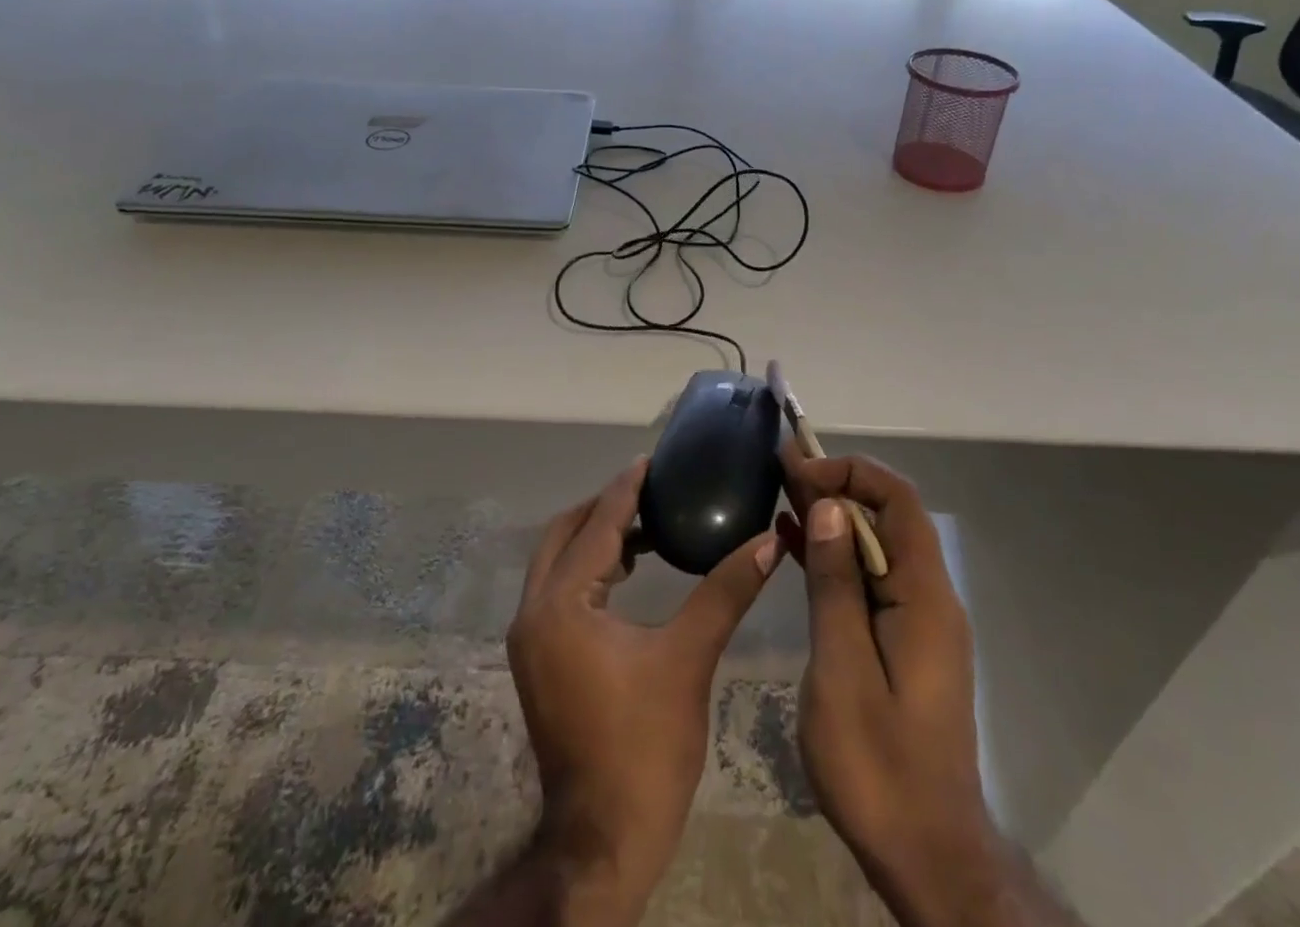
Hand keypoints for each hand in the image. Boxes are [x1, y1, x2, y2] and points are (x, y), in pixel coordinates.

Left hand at [506, 458, 781, 922]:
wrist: (604, 839)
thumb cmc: (645, 745)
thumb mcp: (689, 659)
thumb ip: (725, 591)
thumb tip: (769, 540)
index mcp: (562, 604)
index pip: (598, 525)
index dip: (627, 488)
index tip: (654, 459)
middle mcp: (534, 612)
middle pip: (564, 533)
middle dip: (605, 507)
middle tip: (652, 490)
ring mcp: (530, 638)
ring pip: (557, 560)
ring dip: (596, 537)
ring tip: (648, 525)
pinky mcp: (538, 658)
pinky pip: (559, 589)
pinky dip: (588, 568)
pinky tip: (629, 573)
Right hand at [776, 448, 1017, 926]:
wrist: (926, 855)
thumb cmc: (879, 766)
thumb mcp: (843, 669)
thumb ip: (836, 583)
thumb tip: (829, 506)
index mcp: (925, 595)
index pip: (897, 500)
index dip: (850, 472)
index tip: (799, 470)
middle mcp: (930, 596)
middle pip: (887, 518)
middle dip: (836, 487)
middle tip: (780, 471)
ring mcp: (919, 620)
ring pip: (876, 547)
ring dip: (832, 518)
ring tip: (780, 494)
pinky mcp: (904, 642)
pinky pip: (870, 580)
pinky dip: (835, 557)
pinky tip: (794, 546)